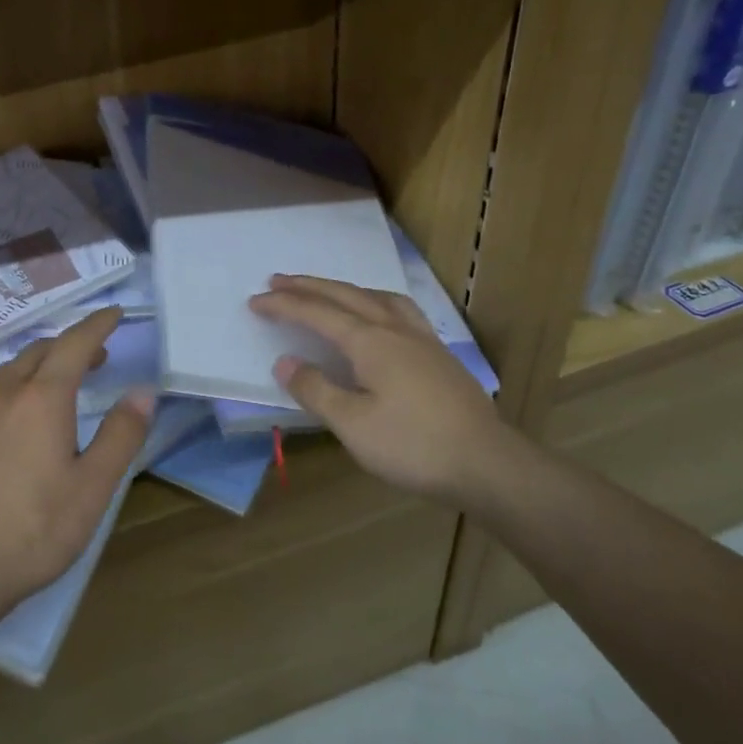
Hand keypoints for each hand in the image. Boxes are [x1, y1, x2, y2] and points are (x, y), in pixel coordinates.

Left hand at [0, 306, 153, 621]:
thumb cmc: (32, 532)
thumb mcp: (92, 488)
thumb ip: (121, 435)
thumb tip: (143, 391)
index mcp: (41, 399)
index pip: (74, 344)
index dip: (97, 325)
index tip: (114, 314)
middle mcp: (2, 396)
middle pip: (38, 352)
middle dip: (69, 345)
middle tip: (95, 357)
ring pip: (8, 373)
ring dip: (39, 367)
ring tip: (57, 385)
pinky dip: (12, 392)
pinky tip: (15, 424)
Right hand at [249, 275, 513, 505]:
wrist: (487, 463)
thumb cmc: (413, 445)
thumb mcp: (353, 424)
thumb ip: (316, 389)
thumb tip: (285, 362)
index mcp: (370, 341)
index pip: (317, 313)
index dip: (283, 305)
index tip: (255, 300)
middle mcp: (394, 328)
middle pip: (345, 295)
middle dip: (308, 286)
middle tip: (278, 280)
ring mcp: (421, 339)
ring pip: (376, 297)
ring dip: (344, 289)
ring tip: (328, 291)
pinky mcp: (439, 354)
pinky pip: (399, 310)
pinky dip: (375, 301)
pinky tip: (380, 318)